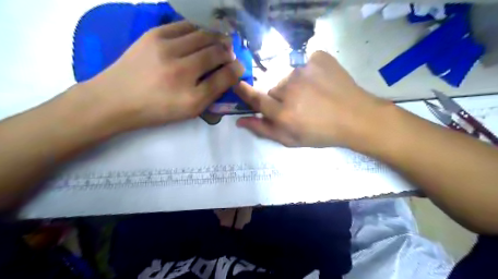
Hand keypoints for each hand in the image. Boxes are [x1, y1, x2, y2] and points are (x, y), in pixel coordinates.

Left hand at [81, 21, 243, 131]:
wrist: (116, 98)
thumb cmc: (157, 109)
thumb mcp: (189, 110)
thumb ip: (213, 92)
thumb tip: (230, 73)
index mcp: (191, 94)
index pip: (225, 75)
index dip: (237, 69)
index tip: (239, 67)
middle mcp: (181, 69)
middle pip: (216, 50)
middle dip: (228, 50)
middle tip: (230, 53)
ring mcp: (166, 47)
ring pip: (203, 34)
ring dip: (216, 37)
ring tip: (219, 41)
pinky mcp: (154, 34)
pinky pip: (185, 25)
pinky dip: (198, 28)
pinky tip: (201, 34)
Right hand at [234, 52, 388, 148]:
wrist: (356, 117)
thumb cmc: (321, 133)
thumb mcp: (290, 139)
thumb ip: (263, 130)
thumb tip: (240, 121)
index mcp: (283, 112)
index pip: (255, 98)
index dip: (245, 92)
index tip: (239, 85)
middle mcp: (290, 88)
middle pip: (273, 88)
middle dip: (279, 97)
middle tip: (297, 106)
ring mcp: (304, 70)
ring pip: (287, 76)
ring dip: (294, 85)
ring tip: (311, 95)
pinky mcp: (318, 58)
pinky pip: (303, 63)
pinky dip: (308, 72)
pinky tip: (320, 83)